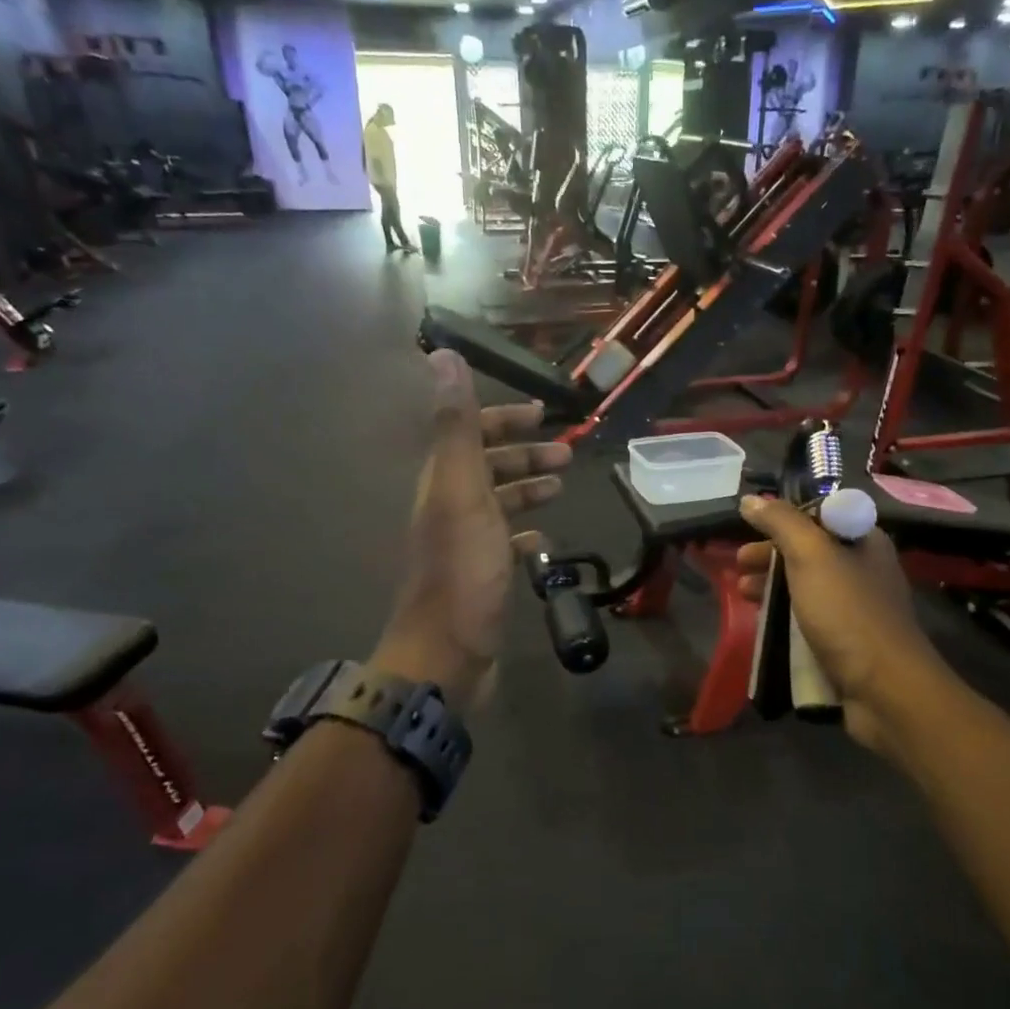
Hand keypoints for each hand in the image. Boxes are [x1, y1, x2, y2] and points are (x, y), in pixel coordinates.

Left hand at [371, 351, 570, 711]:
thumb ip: (456, 427)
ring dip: (527, 488)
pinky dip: (524, 532)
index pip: (470, 435)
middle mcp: (449, 507)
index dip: (502, 419)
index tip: (542, 414)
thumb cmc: (462, 571)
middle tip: (567, 455)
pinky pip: (504, 543)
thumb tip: (442, 355)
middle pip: (486, 468)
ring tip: (560, 487)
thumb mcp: (462, 492)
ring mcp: (464, 544)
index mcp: (443, 483)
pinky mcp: (480, 576)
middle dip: (523, 454)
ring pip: (497, 503)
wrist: (446, 653)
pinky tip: (542, 537)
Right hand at [735, 497, 936, 750]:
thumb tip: (750, 499)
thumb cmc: (848, 613)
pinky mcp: (848, 642)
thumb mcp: (811, 556)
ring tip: (742, 594)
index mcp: (864, 540)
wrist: (885, 689)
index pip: (818, 516)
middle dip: (770, 556)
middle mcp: (864, 569)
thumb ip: (780, 523)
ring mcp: (857, 608)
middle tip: (738, 565)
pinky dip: (784, 617)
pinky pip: (809, 619)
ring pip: (806, 587)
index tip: (750, 529)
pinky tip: (762, 622)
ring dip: (772, 586)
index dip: (782, 520)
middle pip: (809, 552)